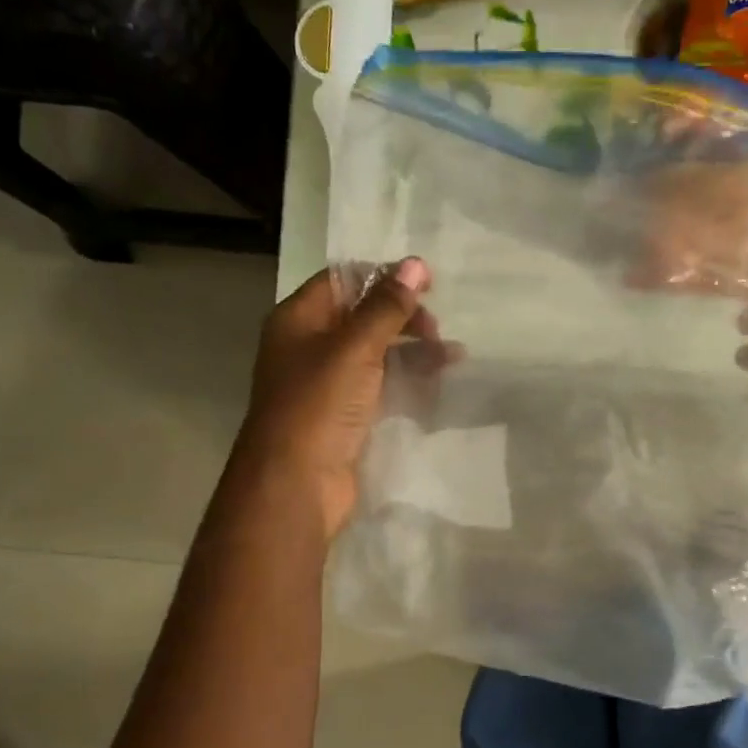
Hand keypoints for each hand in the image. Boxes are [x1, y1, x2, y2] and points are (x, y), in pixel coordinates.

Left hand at [234, 259, 437, 540]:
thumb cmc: (319, 405)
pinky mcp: (344, 414)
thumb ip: (386, 307)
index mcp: (299, 319)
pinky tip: (436, 381)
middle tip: (436, 329)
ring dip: (412, 348)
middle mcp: (309, 345)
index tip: (428, 283)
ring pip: (375, 351)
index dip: (384, 276)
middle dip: (403, 316)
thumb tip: (416, 264)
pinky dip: (406, 378)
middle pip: (362, 315)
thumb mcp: (354, 348)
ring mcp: (327, 382)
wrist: (295, 483)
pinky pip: (379, 384)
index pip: (343, 280)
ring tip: (452, 356)